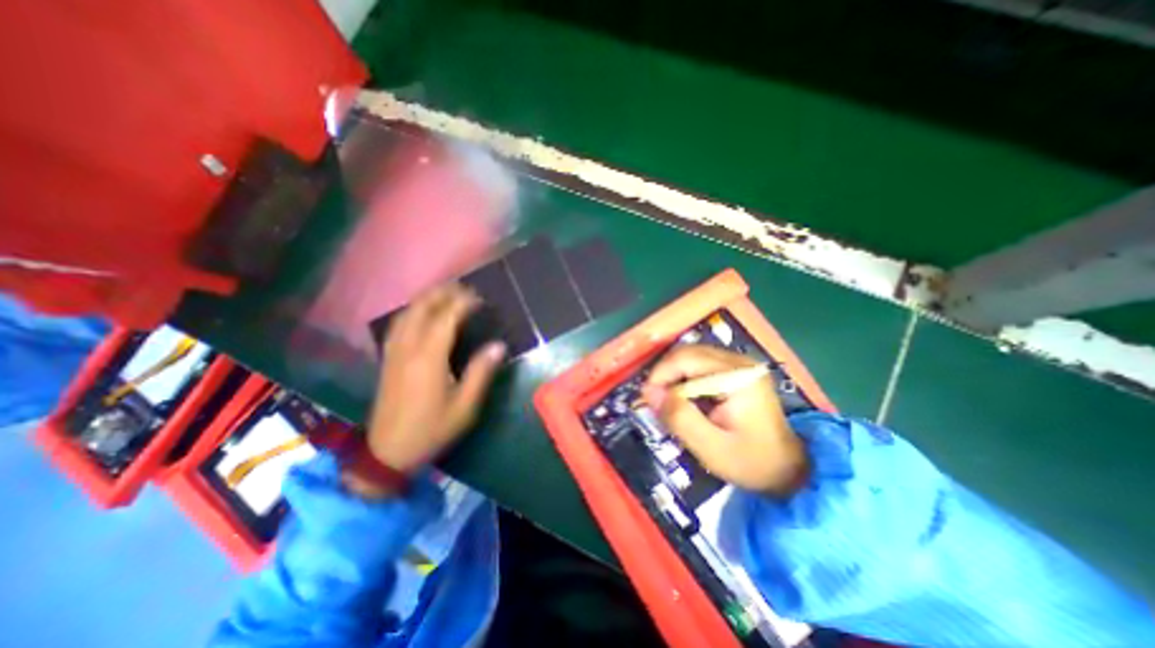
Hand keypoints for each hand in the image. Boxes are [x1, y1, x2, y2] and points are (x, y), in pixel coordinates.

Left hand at [362, 287, 504, 473]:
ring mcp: (394, 352)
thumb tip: (499, 346)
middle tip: (464, 289)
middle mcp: (408, 348)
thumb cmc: (432, 429)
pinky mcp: (387, 359)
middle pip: (422, 307)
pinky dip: (413, 311)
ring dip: (426, 299)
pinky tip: (422, 314)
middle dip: (443, 293)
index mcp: (429, 357)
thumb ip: (481, 372)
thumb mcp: (465, 406)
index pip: (446, 317)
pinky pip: (398, 324)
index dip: (464, 303)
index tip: (480, 299)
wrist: (388, 453)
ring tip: (446, 295)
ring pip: (407, 313)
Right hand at [641, 347, 809, 493]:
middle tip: (656, 401)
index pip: (685, 359)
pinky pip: (700, 364)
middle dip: (665, 374)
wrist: (790, 471)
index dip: (660, 375)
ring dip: (674, 376)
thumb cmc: (751, 462)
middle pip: (687, 353)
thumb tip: (649, 392)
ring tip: (668, 401)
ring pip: (692, 356)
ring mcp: (740, 364)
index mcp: (737, 376)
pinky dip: (685, 378)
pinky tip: (685, 398)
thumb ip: (679, 417)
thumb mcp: (710, 448)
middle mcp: (739, 361)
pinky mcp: (738, 370)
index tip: (647, 399)